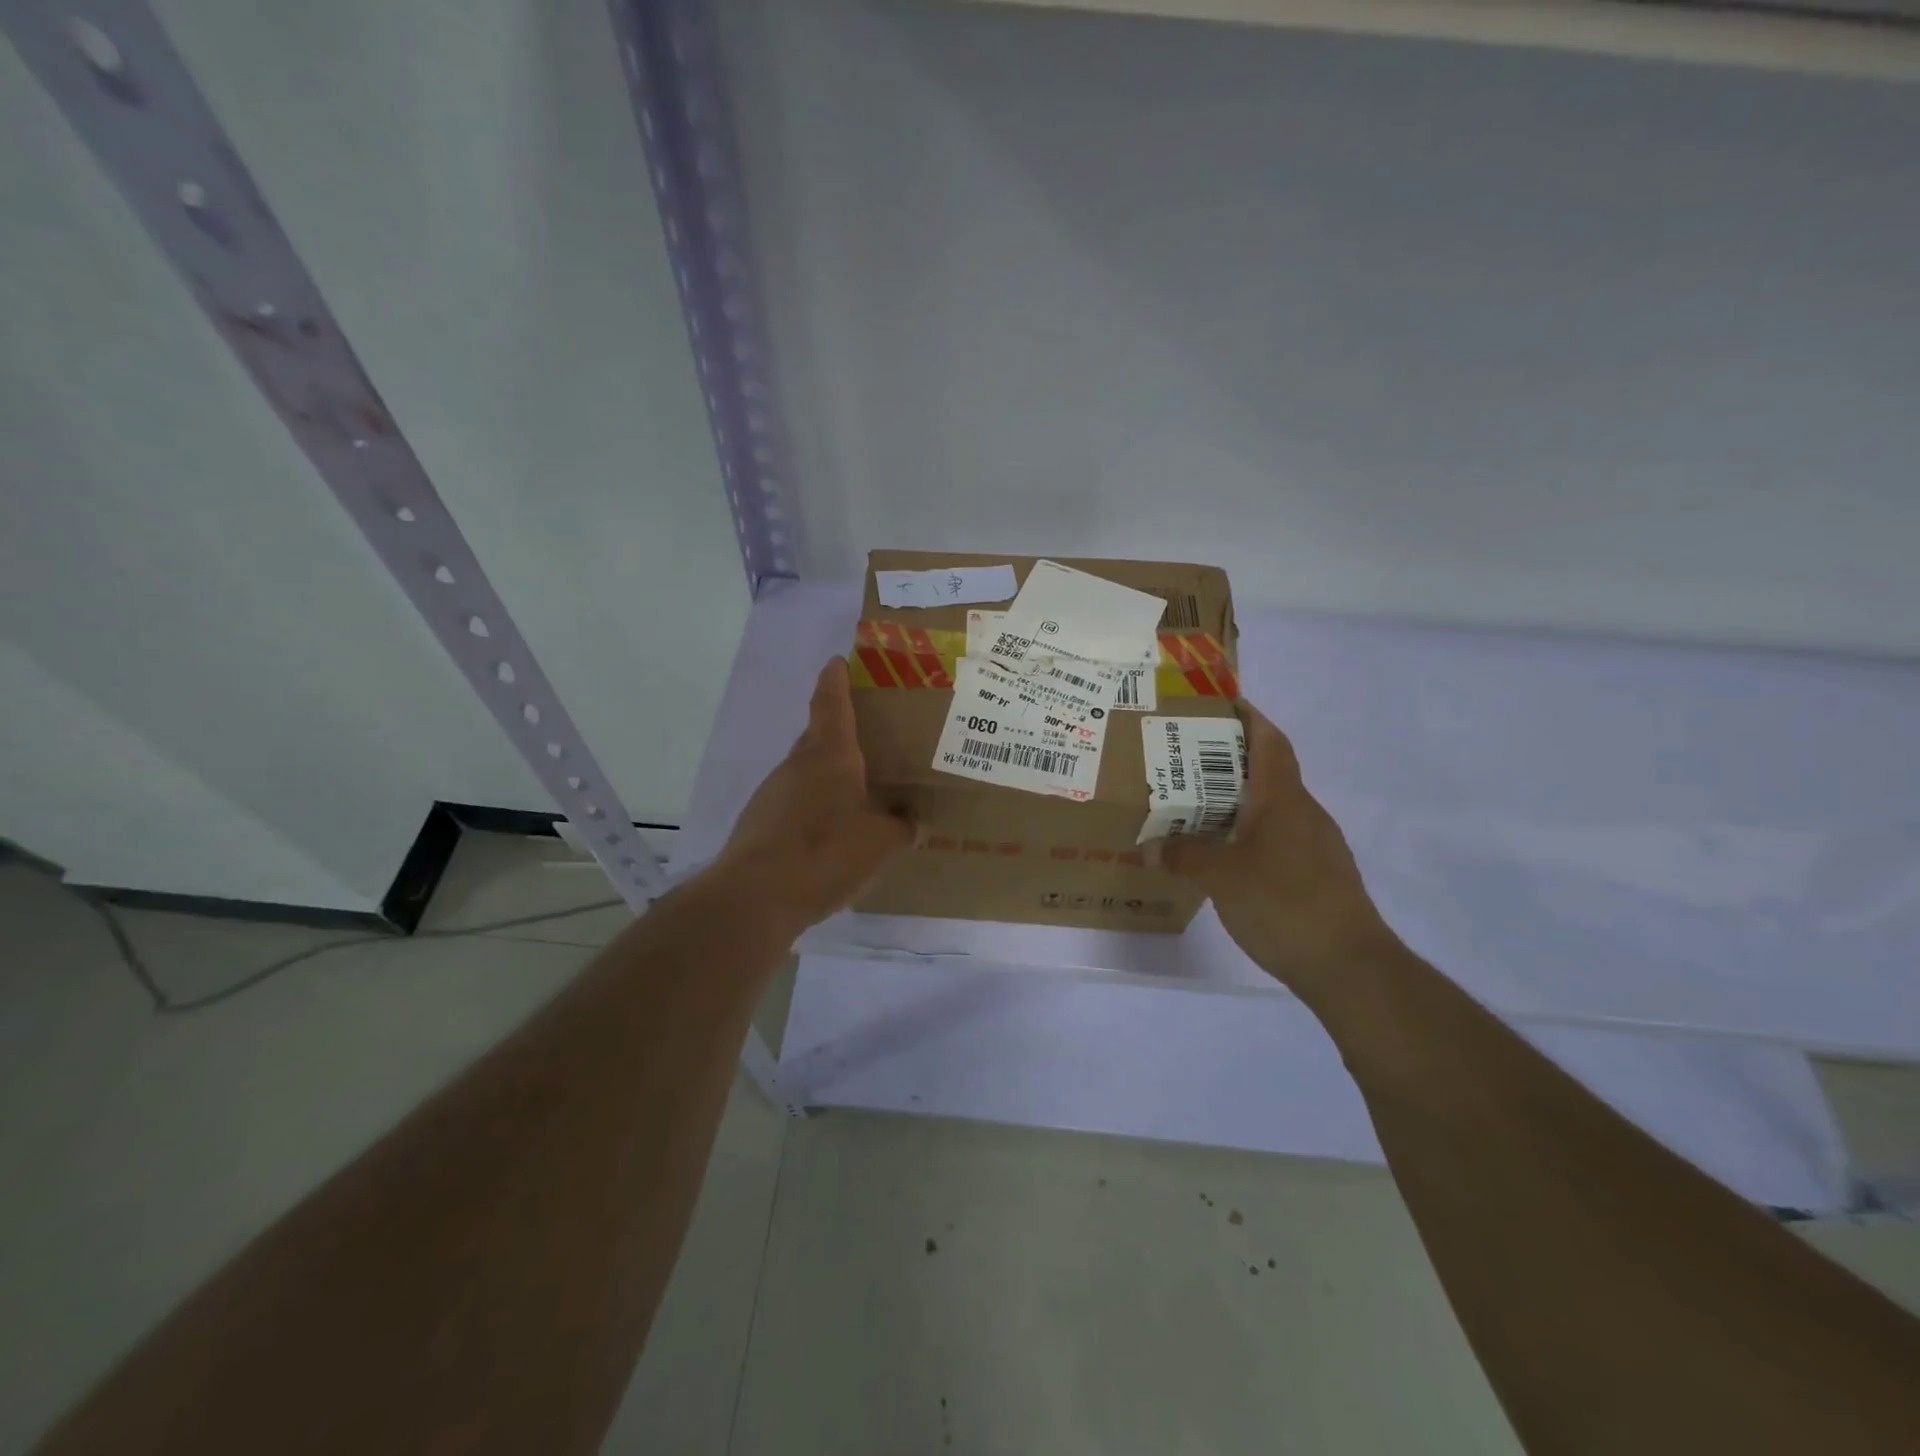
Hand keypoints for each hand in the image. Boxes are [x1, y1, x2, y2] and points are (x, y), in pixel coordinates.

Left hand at [708, 657, 914, 930]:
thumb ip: (901, 828)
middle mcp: (797, 766)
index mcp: (830, 756)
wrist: (754, 897)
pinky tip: (829, 836)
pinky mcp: (759, 823)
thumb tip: (912, 821)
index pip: (831, 703)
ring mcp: (773, 794)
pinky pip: (794, 804)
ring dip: (827, 777)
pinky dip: (813, 809)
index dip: (835, 680)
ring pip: (805, 773)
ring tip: (857, 797)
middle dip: (840, 734)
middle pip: (818, 737)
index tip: (837, 661)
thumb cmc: (825, 854)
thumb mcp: (880, 843)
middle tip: (869, 742)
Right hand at [1160, 703, 1402, 997]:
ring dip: (1236, 802)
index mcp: (1283, 800)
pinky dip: (1248, 835)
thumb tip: (1150, 848)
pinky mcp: (1318, 876)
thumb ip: (1184, 856)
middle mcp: (1303, 813)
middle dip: (1228, 762)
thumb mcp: (1221, 878)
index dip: (1249, 718)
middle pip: (1267, 772)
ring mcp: (1315, 846)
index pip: (1270, 742)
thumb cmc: (1284, 904)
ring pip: (1271, 808)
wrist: (1349, 966)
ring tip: (1195, 808)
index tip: (1220, 704)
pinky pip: (1277, 839)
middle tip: (1184, 762)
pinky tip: (1224, 857)